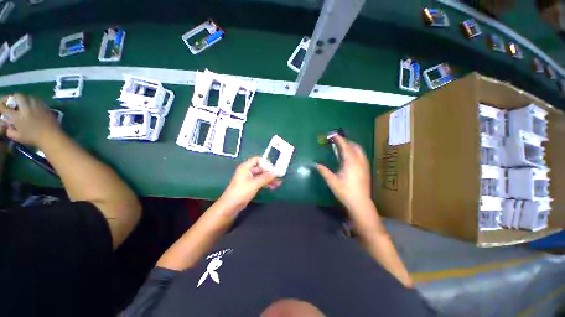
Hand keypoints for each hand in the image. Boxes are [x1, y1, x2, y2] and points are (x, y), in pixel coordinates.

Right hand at [0, 94, 62, 146]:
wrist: (51, 136)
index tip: (1, 106)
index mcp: (17, 116)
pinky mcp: (45, 107)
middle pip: (18, 96)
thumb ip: (10, 131)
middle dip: (14, 98)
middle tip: (13, 102)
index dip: (1, 106)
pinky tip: (33, 106)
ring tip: (23, 104)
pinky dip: (33, 101)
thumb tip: (8, 126)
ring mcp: (36, 106)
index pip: (5, 107)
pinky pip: (37, 100)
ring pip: (28, 96)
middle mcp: (26, 108)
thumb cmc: (33, 138)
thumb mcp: (17, 137)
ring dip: (24, 98)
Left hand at [219, 157, 280, 212]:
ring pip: (261, 176)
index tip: (274, 165)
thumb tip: (275, 173)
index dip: (266, 161)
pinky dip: (266, 183)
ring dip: (269, 178)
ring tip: (279, 182)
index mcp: (246, 167)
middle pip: (260, 168)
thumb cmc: (242, 191)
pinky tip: (274, 186)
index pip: (257, 159)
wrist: (231, 205)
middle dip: (269, 172)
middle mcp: (247, 171)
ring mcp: (248, 179)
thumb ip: (266, 177)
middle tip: (279, 175)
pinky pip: (260, 182)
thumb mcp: (255, 183)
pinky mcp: (250, 185)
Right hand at [317, 136, 373, 219]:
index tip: (334, 134)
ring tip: (344, 147)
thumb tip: (316, 164)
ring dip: (352, 146)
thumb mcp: (332, 181)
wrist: (360, 203)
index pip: (345, 147)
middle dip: (347, 142)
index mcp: (351, 162)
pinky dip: (355, 152)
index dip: (339, 140)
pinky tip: (350, 157)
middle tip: (338, 141)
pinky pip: (361, 156)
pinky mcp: (366, 170)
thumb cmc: (345, 192)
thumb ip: (324, 171)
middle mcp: (359, 161)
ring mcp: (364, 165)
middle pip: (355, 146)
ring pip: (360, 151)